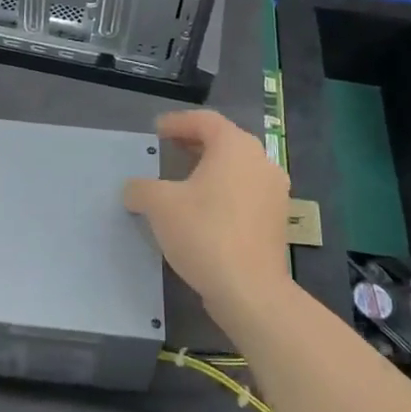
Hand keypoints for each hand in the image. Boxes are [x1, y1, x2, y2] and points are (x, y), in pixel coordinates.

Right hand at [124, 110, 289, 318]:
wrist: (250, 290)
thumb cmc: (204, 233)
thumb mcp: (159, 205)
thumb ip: (141, 189)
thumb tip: (134, 190)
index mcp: (235, 147)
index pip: (204, 121)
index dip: (177, 122)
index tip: (157, 130)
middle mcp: (261, 162)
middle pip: (224, 141)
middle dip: (194, 144)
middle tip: (168, 149)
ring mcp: (274, 192)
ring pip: (237, 169)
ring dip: (210, 169)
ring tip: (183, 181)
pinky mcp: (276, 221)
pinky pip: (245, 193)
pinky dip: (223, 192)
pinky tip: (203, 210)